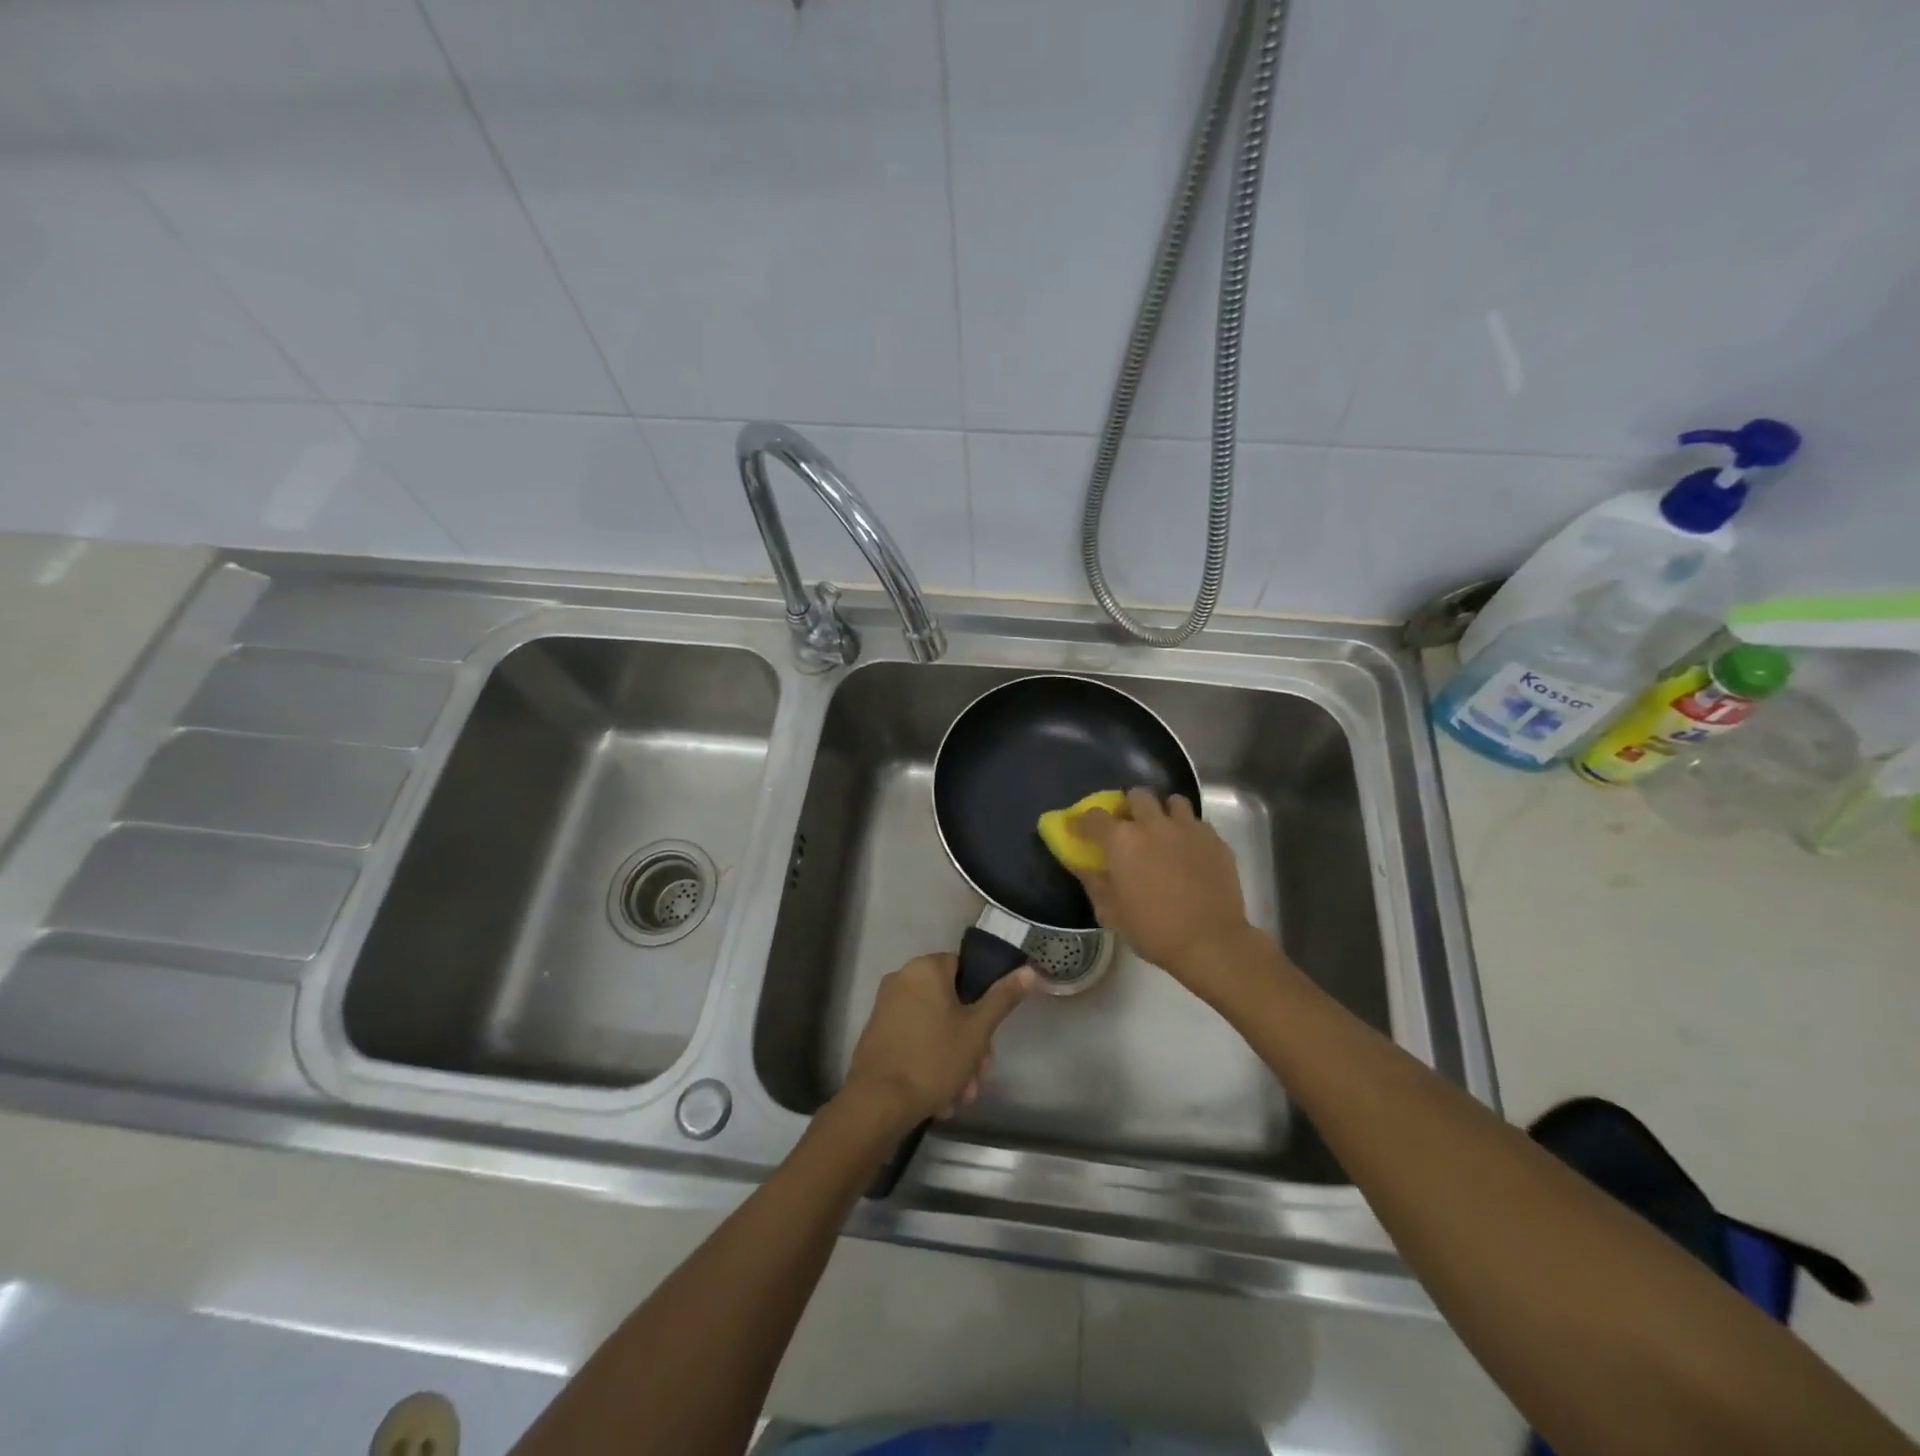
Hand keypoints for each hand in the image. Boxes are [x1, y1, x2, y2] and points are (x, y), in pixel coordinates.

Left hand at [843, 954, 1036, 1126]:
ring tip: (961, 1096)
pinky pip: (915, 1041)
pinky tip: (941, 1098)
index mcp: (925, 969)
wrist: (877, 1103)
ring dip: (954, 1060)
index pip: (964, 968)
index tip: (990, 1032)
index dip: (982, 999)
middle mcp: (902, 979)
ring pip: (935, 1028)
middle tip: (979, 1073)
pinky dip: (930, 1064)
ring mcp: (887, 1007)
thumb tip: (1029, 970)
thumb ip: (1003, 997)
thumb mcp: (977, 1029)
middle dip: (970, 1042)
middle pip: (951, 1004)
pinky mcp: (878, 1034)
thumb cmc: (933, 1059)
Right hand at [1074, 788, 1264, 1004]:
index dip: (1082, 821)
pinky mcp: (1215, 840)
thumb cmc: (1153, 930)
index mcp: (1122, 841)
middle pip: (1137, 796)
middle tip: (1128, 826)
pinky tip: (1188, 851)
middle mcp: (1153, 825)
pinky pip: (1197, 823)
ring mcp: (1187, 829)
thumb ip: (1094, 883)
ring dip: (1163, 812)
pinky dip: (1188, 831)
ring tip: (1162, 831)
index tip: (1078, 829)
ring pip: (1173, 801)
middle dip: (1129, 806)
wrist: (1211, 942)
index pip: (1093, 817)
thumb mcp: (1111, 913)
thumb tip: (1083, 865)